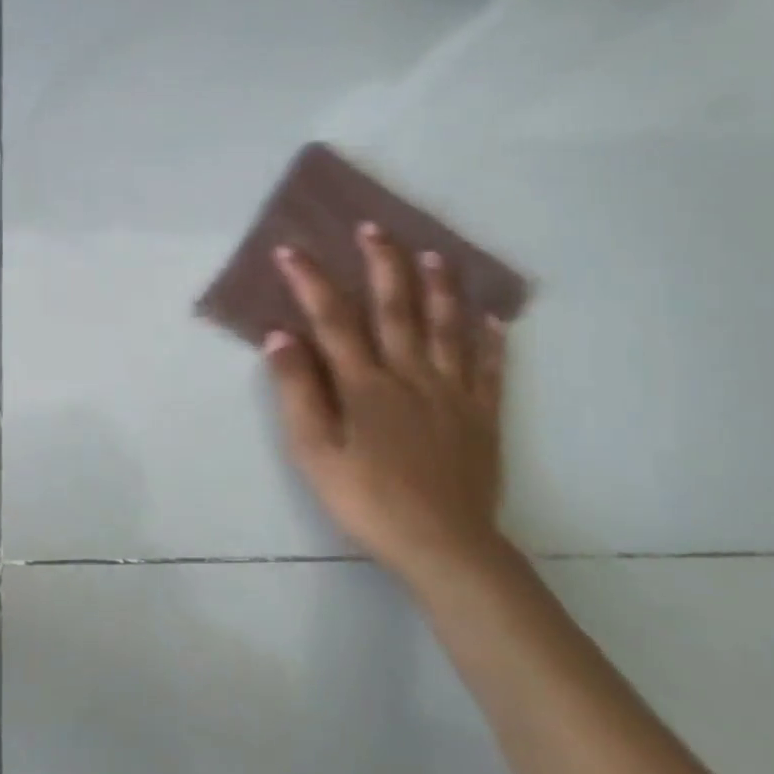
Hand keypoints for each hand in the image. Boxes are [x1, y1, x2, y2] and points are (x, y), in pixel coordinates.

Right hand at [262, 223, 508, 584]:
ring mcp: (452, 393)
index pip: (333, 319)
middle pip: (395, 308)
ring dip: (440, 287)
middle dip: (382, 264)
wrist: (444, 547)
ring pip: (447, 328)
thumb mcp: (315, 452)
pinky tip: (493, 318)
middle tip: (374, 227)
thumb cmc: (368, 500)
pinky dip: (491, 340)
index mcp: (365, 384)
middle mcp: (410, 375)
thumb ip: (298, 392)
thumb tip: (280, 336)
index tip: (290, 250)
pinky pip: (489, 369)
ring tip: (436, 254)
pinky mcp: (483, 416)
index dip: (310, 281)